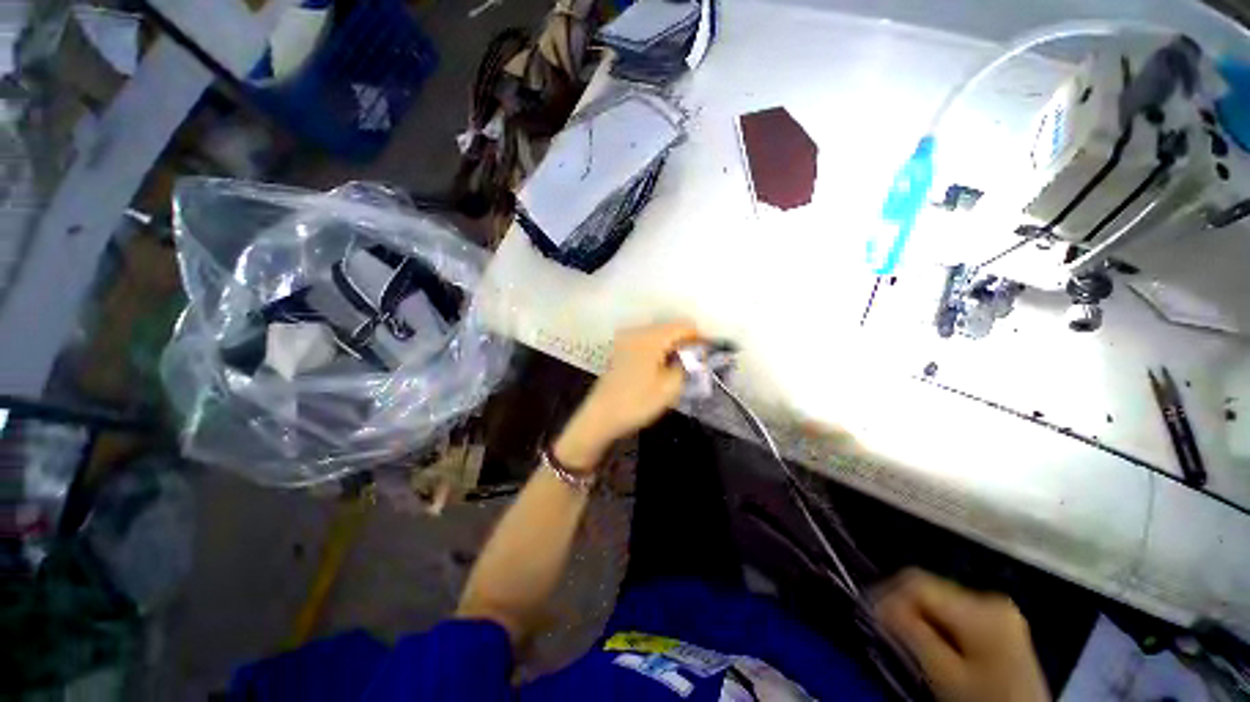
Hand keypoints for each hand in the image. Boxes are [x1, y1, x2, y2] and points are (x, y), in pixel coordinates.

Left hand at [554, 321, 700, 470]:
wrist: (601, 417)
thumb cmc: (637, 402)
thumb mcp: (670, 387)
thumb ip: (689, 366)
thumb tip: (698, 355)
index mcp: (650, 337)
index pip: (683, 326)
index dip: (700, 338)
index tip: (709, 354)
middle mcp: (637, 331)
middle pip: (670, 328)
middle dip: (686, 343)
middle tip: (696, 364)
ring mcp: (626, 339)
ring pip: (658, 335)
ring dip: (672, 347)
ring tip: (680, 369)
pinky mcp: (621, 349)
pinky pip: (646, 342)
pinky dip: (659, 350)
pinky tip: (661, 368)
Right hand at [874, 569, 1048, 701]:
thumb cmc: (983, 700)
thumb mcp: (943, 672)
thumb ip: (910, 632)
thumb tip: (875, 599)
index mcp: (981, 607)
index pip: (917, 581)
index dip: (887, 592)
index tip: (869, 612)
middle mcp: (991, 596)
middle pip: (930, 587)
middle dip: (905, 606)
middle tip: (888, 630)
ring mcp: (999, 608)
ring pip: (940, 598)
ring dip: (920, 615)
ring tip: (910, 639)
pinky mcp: (1000, 619)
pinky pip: (955, 609)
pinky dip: (938, 622)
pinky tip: (934, 641)